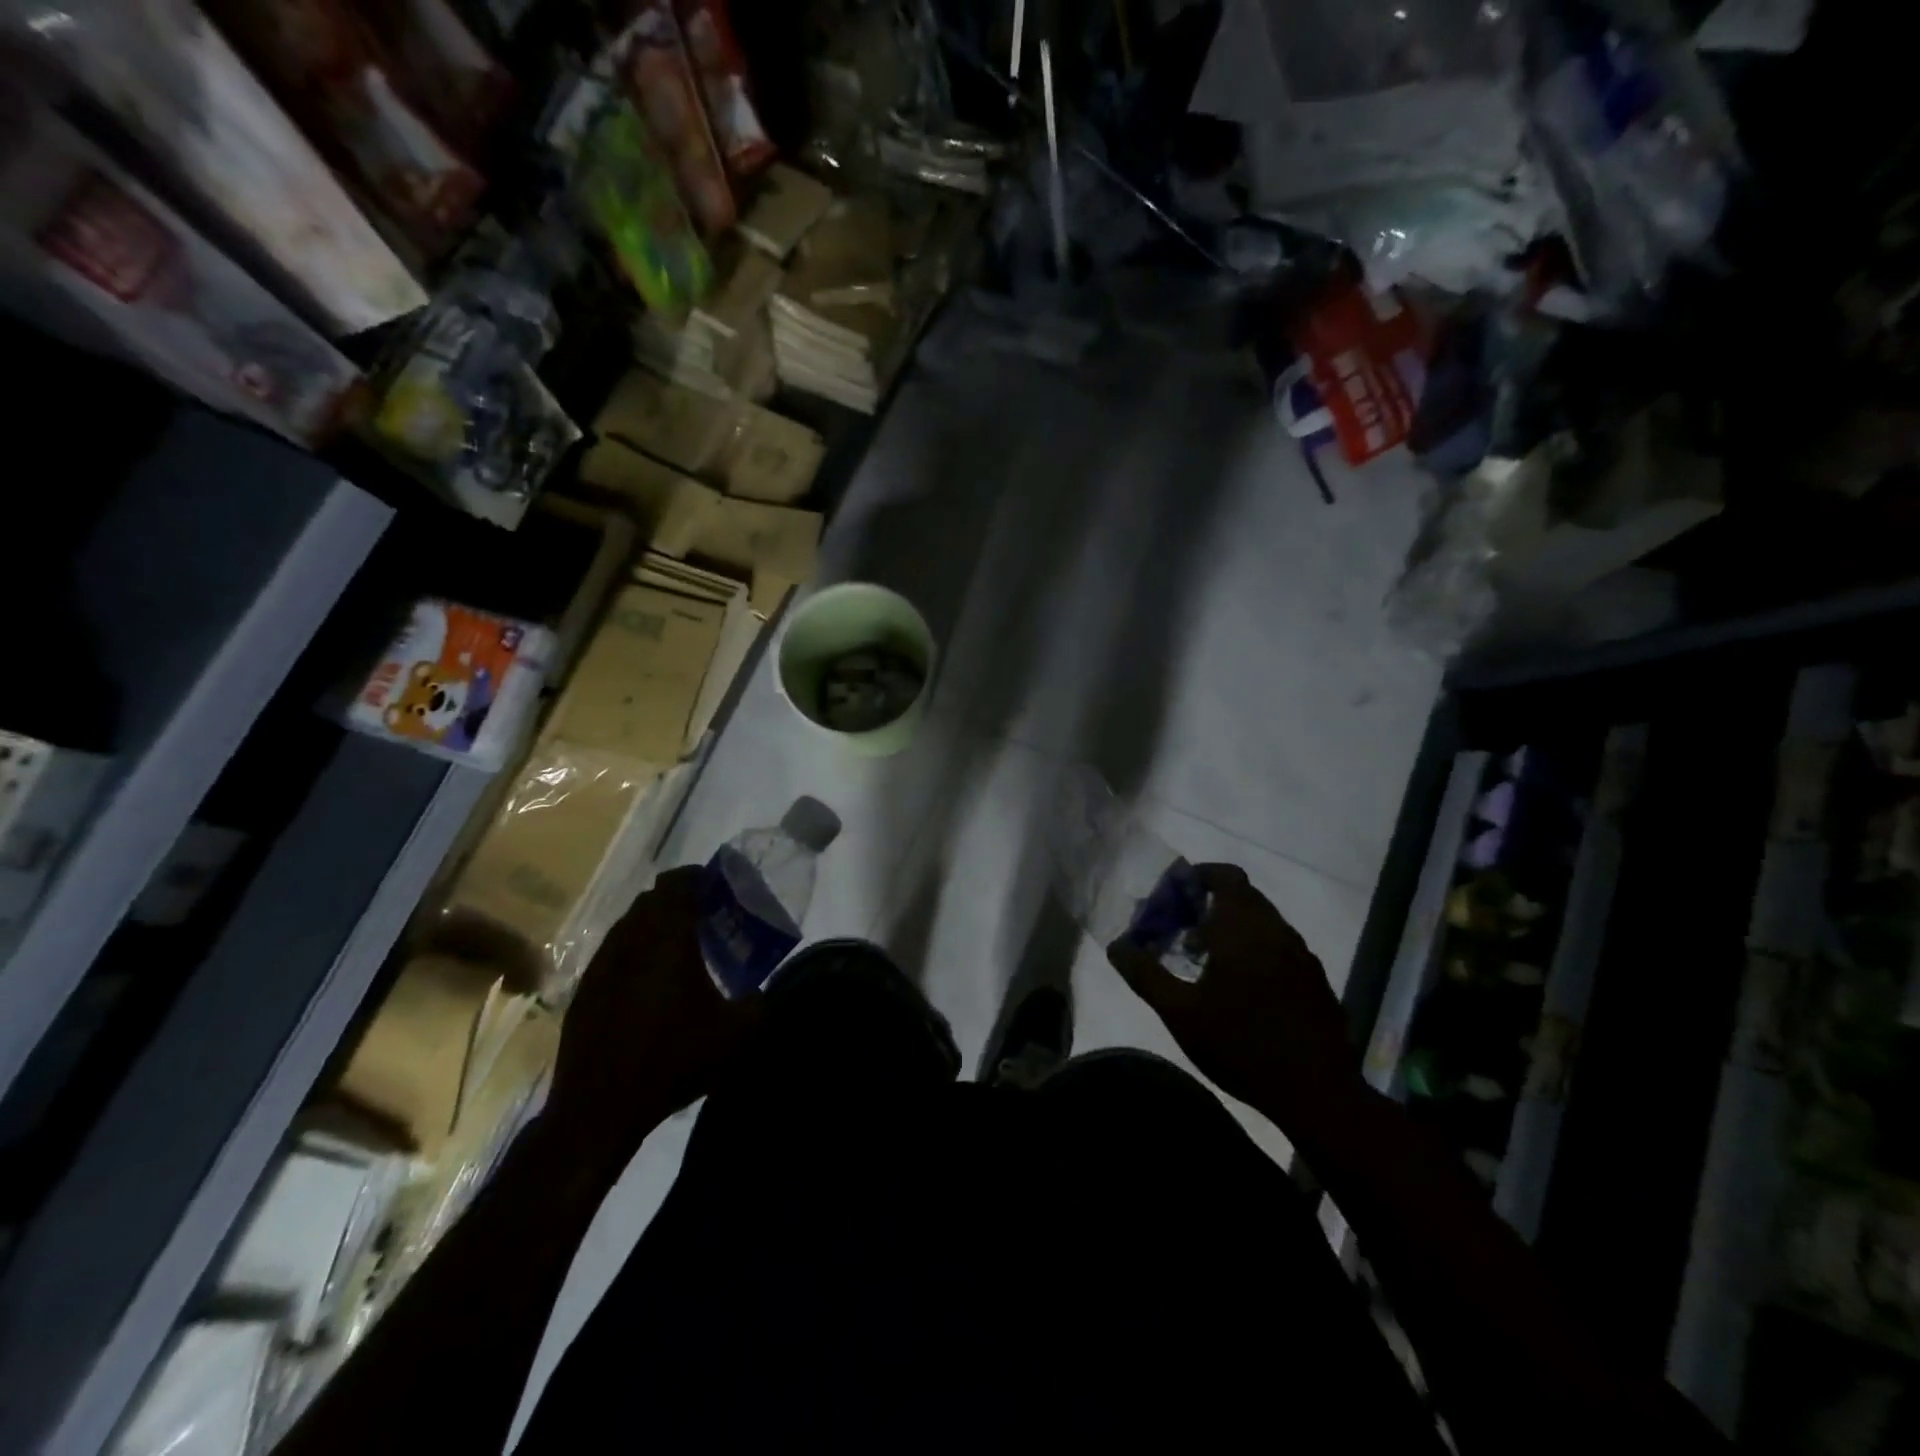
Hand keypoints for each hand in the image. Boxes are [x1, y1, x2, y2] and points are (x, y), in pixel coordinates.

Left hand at [545, 866, 760, 1170]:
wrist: (599, 1109)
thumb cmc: (672, 1061)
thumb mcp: (735, 1036)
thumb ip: (757, 1005)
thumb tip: (759, 994)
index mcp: (667, 940)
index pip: (677, 884)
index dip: (697, 877)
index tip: (717, 886)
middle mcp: (630, 942)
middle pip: (651, 900)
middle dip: (677, 901)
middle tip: (704, 917)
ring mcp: (600, 967)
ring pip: (627, 927)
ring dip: (652, 927)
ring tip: (677, 950)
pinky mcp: (583, 993)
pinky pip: (612, 956)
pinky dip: (633, 955)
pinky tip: (647, 986)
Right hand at [1107, 863, 1365, 1137]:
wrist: (1318, 1094)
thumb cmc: (1241, 1045)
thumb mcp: (1180, 1014)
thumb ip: (1145, 975)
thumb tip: (1117, 946)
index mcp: (1243, 929)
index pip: (1226, 876)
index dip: (1199, 876)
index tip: (1174, 894)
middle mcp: (1276, 931)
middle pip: (1243, 896)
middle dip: (1210, 903)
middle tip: (1180, 927)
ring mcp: (1302, 955)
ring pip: (1263, 922)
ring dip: (1233, 927)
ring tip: (1204, 958)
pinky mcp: (1316, 980)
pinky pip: (1280, 946)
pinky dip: (1255, 948)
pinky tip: (1240, 986)